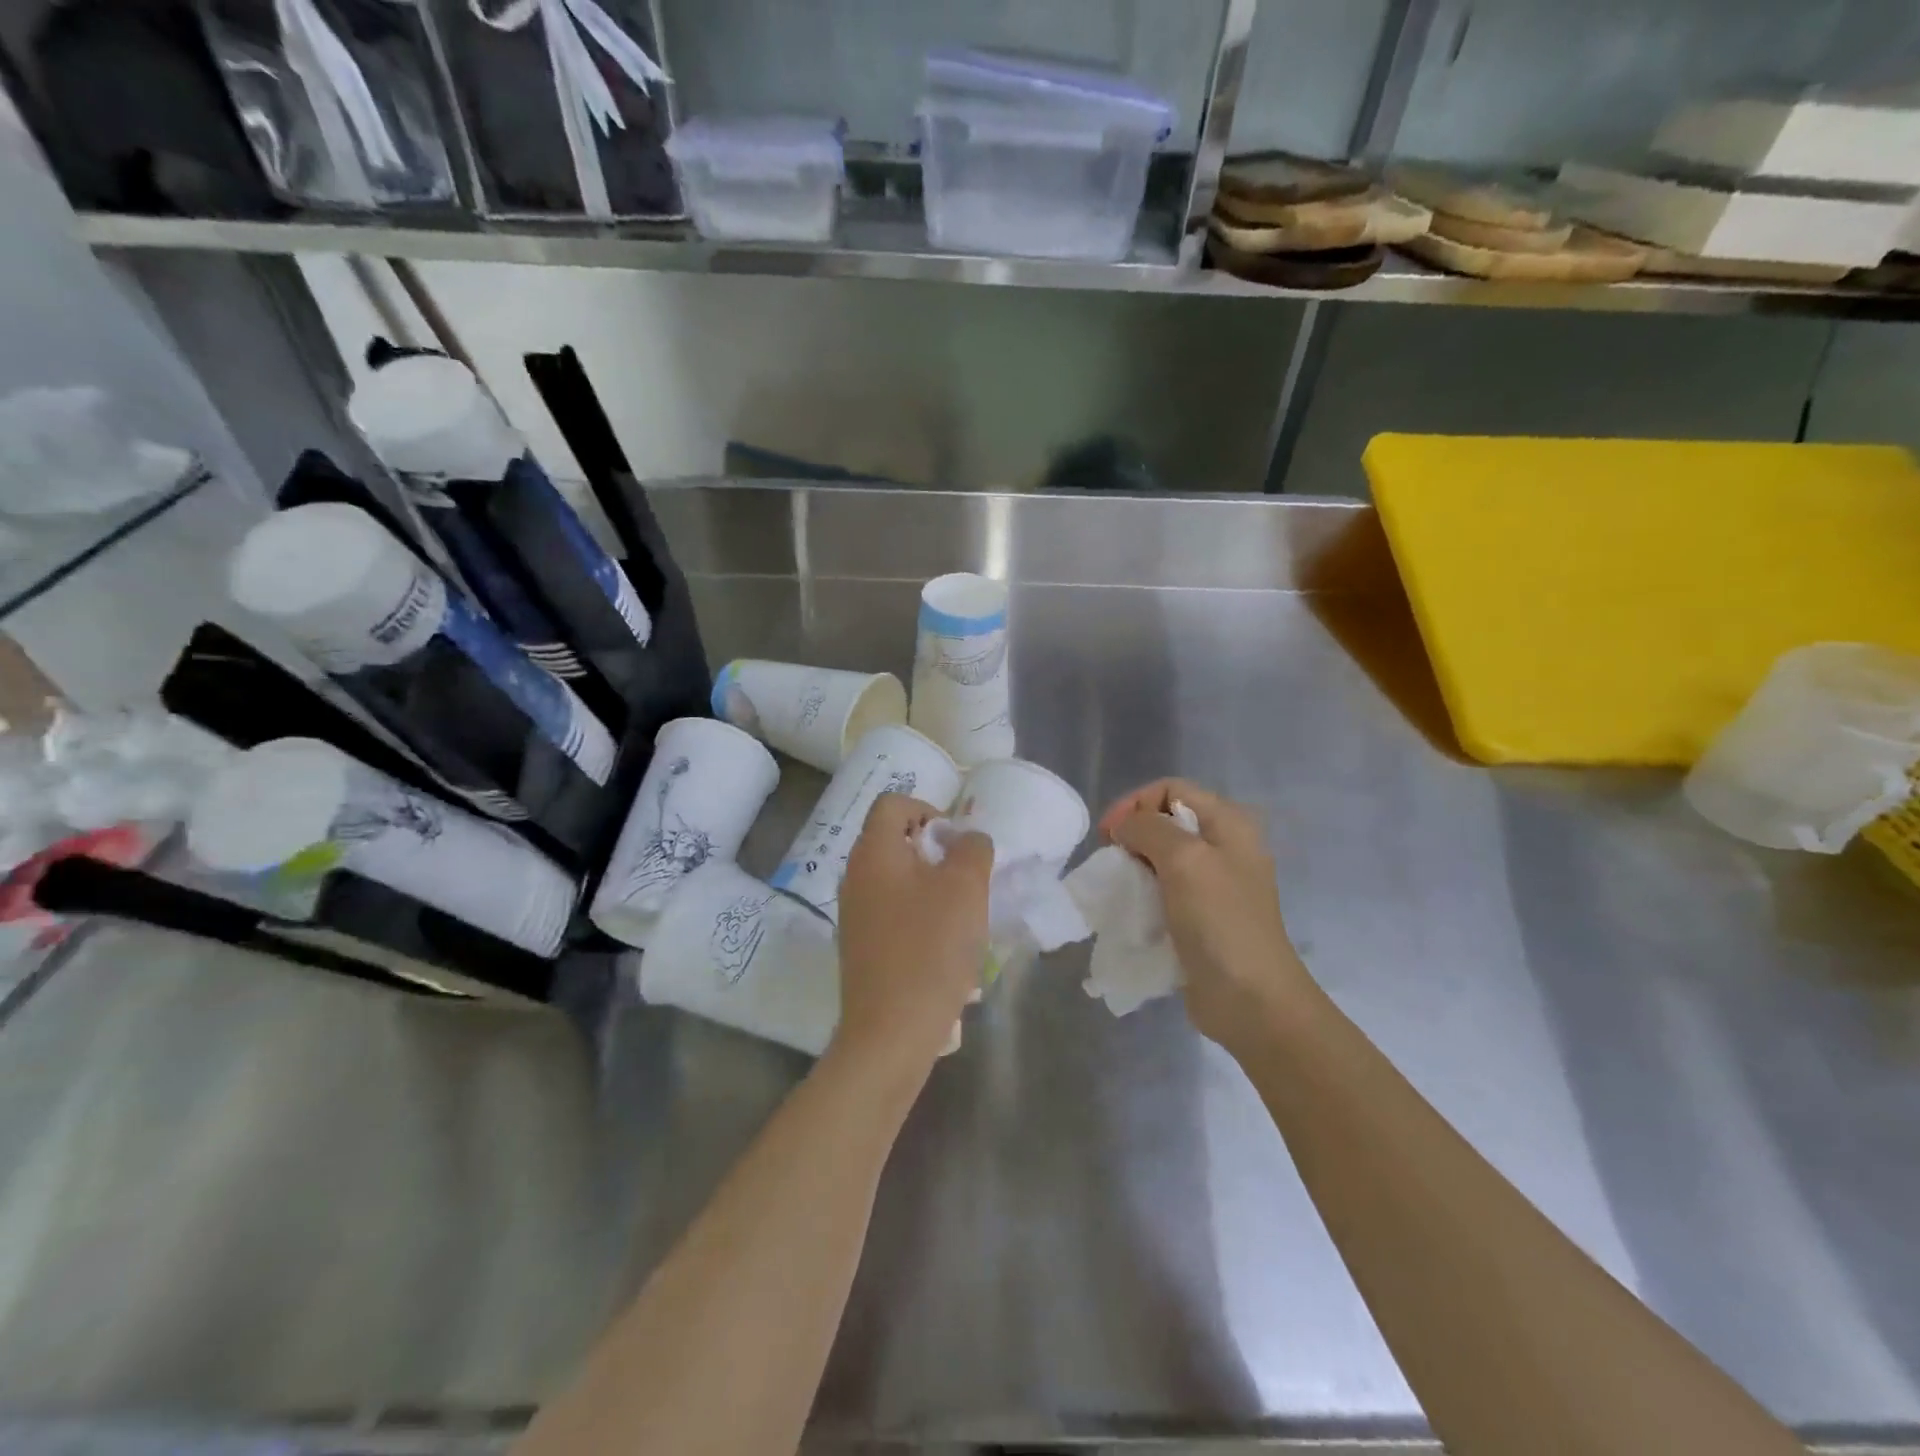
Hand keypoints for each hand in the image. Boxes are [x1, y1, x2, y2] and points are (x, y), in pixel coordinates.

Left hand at [833, 793, 992, 1079]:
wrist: (891, 1031)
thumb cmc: (930, 948)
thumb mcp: (966, 888)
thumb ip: (972, 849)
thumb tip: (966, 840)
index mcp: (873, 853)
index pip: (893, 804)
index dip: (928, 810)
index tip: (956, 843)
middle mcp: (854, 876)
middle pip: (894, 841)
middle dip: (935, 853)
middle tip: (965, 880)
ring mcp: (853, 914)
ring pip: (896, 879)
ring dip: (930, 887)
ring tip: (960, 916)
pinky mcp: (860, 946)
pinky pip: (892, 913)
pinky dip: (918, 916)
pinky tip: (942, 948)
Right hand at [1098, 780, 1314, 1053]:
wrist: (1251, 999)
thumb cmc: (1220, 921)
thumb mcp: (1184, 859)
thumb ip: (1149, 828)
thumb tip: (1126, 827)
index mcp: (1229, 823)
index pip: (1171, 789)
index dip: (1135, 803)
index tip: (1109, 834)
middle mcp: (1226, 846)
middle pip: (1167, 820)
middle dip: (1133, 834)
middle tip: (1111, 860)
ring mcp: (1216, 883)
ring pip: (1163, 856)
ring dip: (1135, 866)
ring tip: (1118, 886)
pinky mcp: (1204, 916)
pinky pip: (1166, 889)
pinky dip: (1144, 892)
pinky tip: (1132, 908)